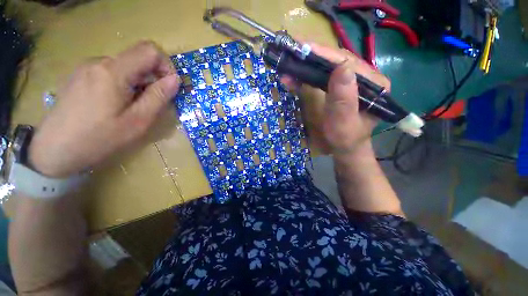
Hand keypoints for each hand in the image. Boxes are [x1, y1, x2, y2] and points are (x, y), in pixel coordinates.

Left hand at [28, 41, 180, 177]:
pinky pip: (111, 72)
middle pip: (137, 58)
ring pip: (125, 67)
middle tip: (152, 103)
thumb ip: (158, 97)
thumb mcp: (138, 121)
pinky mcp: (80, 75)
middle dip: (152, 78)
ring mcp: (87, 67)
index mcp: (113, 71)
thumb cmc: (98, 138)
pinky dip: (123, 84)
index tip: (168, 87)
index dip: (166, 66)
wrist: (54, 150)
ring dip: (138, 83)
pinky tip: (115, 104)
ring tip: (132, 107)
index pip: (150, 50)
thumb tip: (175, 80)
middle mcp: (99, 62)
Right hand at [283, 44, 390, 157]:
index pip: (348, 62)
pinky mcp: (340, 86)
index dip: (325, 55)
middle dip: (314, 56)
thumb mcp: (344, 123)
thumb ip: (344, 99)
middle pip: (338, 60)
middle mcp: (366, 77)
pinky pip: (324, 76)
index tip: (303, 48)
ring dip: (309, 65)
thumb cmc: (345, 139)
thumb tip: (341, 67)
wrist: (344, 147)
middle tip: (293, 52)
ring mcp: (352, 81)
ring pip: (329, 66)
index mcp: (374, 84)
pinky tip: (295, 77)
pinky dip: (308, 75)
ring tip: (290, 64)